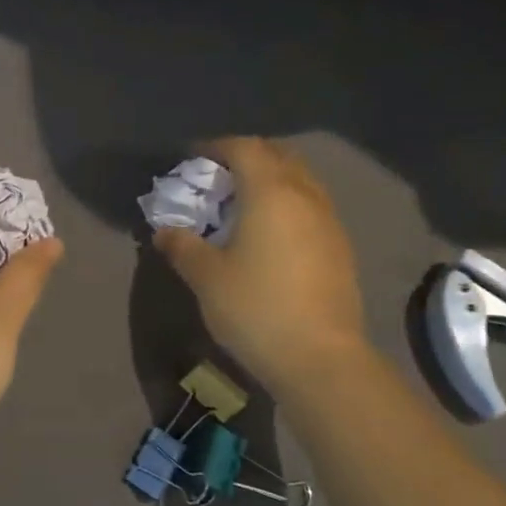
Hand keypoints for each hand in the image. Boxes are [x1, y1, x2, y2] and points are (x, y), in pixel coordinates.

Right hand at [153, 137, 367, 392]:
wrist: (321, 357)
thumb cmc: (256, 308)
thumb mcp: (206, 277)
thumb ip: (182, 246)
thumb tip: (164, 231)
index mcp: (270, 192)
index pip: (244, 148)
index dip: (217, 147)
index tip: (194, 160)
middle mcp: (305, 195)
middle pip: (278, 156)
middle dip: (247, 158)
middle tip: (219, 180)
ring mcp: (329, 221)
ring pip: (300, 181)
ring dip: (272, 181)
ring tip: (244, 206)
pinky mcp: (340, 247)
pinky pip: (311, 207)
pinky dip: (289, 205)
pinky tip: (271, 235)